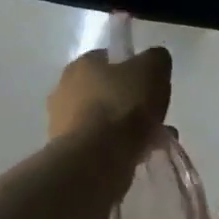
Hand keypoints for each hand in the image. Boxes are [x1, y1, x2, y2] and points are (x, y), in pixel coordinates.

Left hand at [47, 47, 171, 146]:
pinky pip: (102, 143)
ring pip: (105, 119)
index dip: (133, 69)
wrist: (97, 159)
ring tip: (155, 140)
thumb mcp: (153, 68)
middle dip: (131, 101)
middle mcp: (64, 90)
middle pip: (107, 90)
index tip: (151, 84)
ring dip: (128, 127)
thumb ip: (156, 59)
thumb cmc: (123, 106)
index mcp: (81, 65)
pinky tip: (142, 154)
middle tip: (154, 114)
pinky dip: (120, 147)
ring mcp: (62, 123)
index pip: (109, 59)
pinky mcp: (68, 152)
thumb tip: (154, 61)